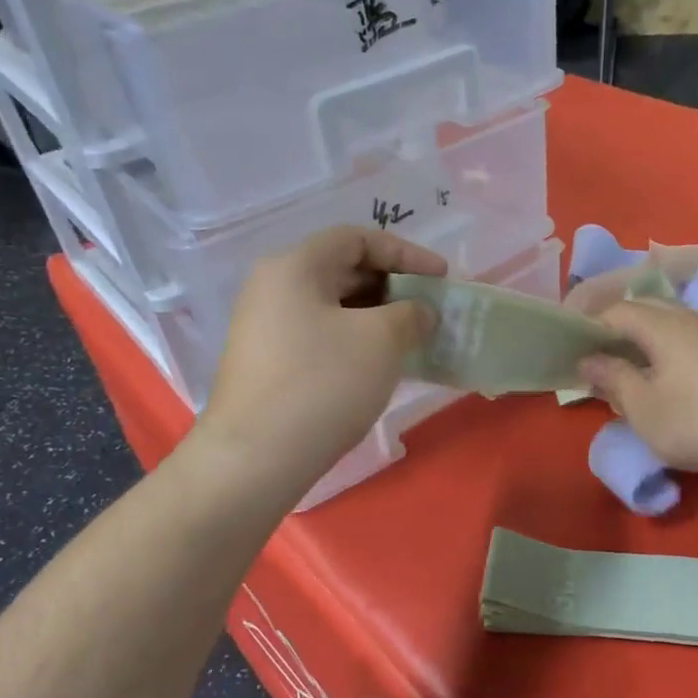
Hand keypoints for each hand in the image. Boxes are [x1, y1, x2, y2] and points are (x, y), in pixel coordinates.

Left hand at [200, 227, 445, 492]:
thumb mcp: (381, 340)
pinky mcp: (267, 363)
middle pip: (342, 270)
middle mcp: (273, 288)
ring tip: (412, 339)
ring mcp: (265, 328)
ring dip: (376, 317)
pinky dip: (355, 341)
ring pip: (332, 307)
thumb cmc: (323, 384)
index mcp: (295, 267)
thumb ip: (411, 314)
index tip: (441, 277)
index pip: (356, 239)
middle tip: (429, 309)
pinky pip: (320, 336)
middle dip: (392, 286)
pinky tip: (380, 365)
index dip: (405, 252)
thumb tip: (419, 312)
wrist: (257, 457)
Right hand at [580, 301, 697, 487]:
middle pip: (648, 309)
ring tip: (631, 364)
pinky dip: (671, 348)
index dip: (591, 323)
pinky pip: (694, 338)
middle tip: (599, 353)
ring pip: (674, 323)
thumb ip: (613, 378)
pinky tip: (671, 375)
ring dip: (647, 336)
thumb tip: (588, 358)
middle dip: (619, 326)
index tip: (573, 344)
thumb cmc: (696, 424)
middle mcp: (693, 320)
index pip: (618, 310)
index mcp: (664, 326)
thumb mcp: (642, 407)